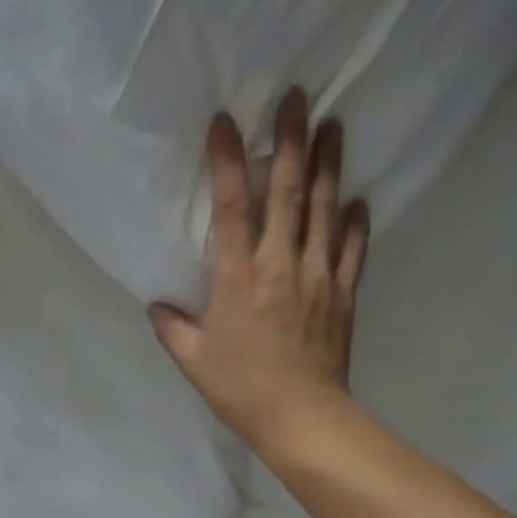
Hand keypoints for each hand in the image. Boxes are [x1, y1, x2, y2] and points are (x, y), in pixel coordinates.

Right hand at [150, 90, 368, 446]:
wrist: (303, 419)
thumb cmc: (242, 389)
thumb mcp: (194, 361)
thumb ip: (172, 328)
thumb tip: (157, 306)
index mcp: (239, 277)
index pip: (231, 206)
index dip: (227, 160)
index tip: (226, 121)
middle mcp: (281, 265)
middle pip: (287, 192)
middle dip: (291, 141)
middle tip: (299, 98)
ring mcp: (318, 277)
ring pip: (324, 210)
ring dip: (329, 166)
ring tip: (334, 126)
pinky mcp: (343, 295)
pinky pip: (352, 250)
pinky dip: (356, 223)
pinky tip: (360, 200)